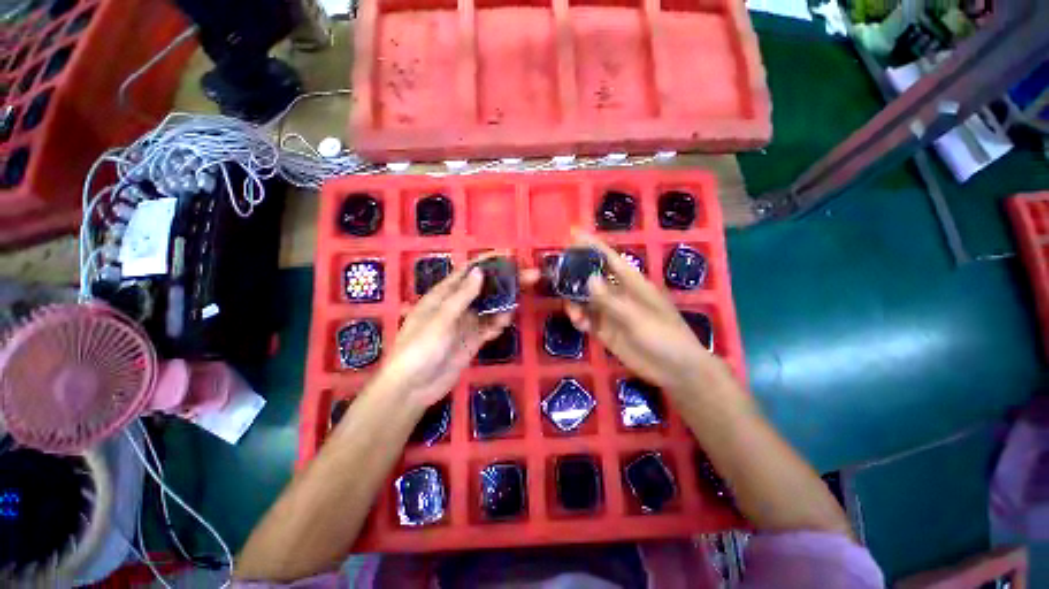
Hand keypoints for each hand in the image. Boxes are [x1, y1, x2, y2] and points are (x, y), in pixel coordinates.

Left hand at [376, 261, 511, 408]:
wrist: (413, 388)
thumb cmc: (420, 348)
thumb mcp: (440, 319)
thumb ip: (462, 296)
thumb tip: (480, 271)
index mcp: (444, 294)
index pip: (469, 271)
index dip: (489, 262)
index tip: (511, 255)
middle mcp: (457, 305)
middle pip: (485, 288)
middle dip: (506, 282)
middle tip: (531, 276)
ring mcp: (466, 323)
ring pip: (490, 307)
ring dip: (504, 305)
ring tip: (515, 306)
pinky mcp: (473, 340)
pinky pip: (489, 327)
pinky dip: (498, 324)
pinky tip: (501, 326)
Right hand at [562, 233, 728, 393]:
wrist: (674, 370)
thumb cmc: (664, 336)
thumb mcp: (638, 317)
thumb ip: (611, 300)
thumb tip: (588, 278)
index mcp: (632, 283)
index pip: (610, 258)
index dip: (592, 245)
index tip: (573, 235)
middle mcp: (618, 294)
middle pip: (592, 277)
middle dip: (575, 275)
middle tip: (557, 277)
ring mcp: (611, 312)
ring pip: (585, 299)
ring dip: (575, 302)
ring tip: (573, 312)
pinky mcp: (606, 330)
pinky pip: (587, 319)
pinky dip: (580, 319)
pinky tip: (580, 324)